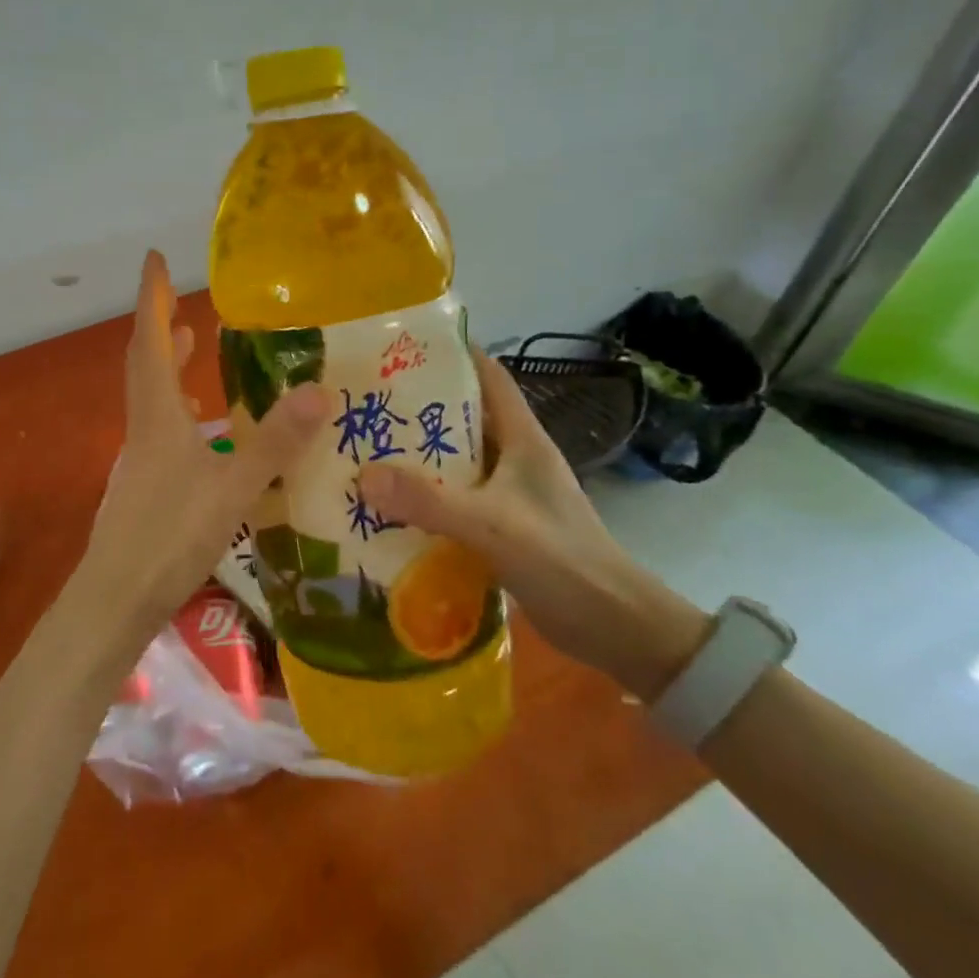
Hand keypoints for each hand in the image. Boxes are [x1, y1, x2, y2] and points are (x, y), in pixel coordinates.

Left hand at [77, 251, 329, 634]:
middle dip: (160, 324)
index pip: (151, 341)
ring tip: (194, 345)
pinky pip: (161, 426)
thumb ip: (274, 443)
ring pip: (151, 395)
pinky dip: (178, 406)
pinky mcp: (144, 485)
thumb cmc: (169, 539)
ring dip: (168, 363)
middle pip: (145, 362)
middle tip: (179, 299)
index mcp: (157, 416)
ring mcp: (140, 458)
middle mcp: (143, 428)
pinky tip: (204, 428)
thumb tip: (318, 390)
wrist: (115, 600)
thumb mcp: (231, 489)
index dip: (152, 298)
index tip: (153, 258)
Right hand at [358, 348, 708, 699]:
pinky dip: (425, 499)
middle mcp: (516, 458)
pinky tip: (390, 507)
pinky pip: (455, 501)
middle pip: (463, 417)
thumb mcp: (491, 525)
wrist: (615, 629)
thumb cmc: (562, 560)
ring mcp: (510, 495)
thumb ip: (428, 501)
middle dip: (417, 408)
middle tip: (366, 403)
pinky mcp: (503, 529)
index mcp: (523, 439)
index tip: (401, 348)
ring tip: (366, 451)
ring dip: (417, 457)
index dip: (453, 354)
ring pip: (456, 462)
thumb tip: (363, 476)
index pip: (489, 376)